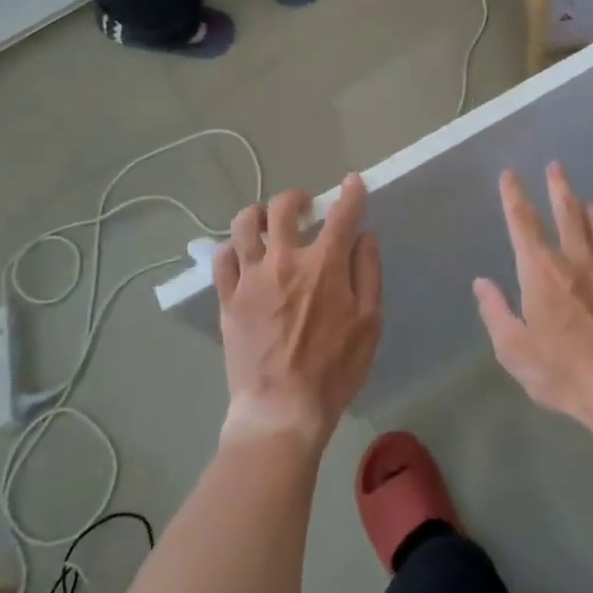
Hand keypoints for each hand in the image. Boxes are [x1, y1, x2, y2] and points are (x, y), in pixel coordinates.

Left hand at [214, 174, 381, 447]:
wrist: (281, 410)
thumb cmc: (334, 369)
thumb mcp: (369, 323)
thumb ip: (368, 273)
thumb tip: (365, 237)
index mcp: (324, 265)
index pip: (342, 214)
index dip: (350, 193)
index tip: (353, 182)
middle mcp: (285, 260)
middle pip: (283, 207)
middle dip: (297, 197)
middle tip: (304, 206)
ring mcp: (251, 277)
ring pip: (246, 224)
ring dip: (259, 214)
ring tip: (268, 223)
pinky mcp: (228, 298)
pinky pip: (222, 258)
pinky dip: (234, 248)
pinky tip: (243, 255)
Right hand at [474, 164, 592, 443]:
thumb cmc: (564, 372)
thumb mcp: (514, 350)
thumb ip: (495, 313)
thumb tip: (482, 284)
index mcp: (541, 271)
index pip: (523, 222)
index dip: (514, 196)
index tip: (510, 175)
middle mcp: (575, 260)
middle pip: (567, 212)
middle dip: (558, 187)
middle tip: (556, 166)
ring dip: (588, 209)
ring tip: (584, 200)